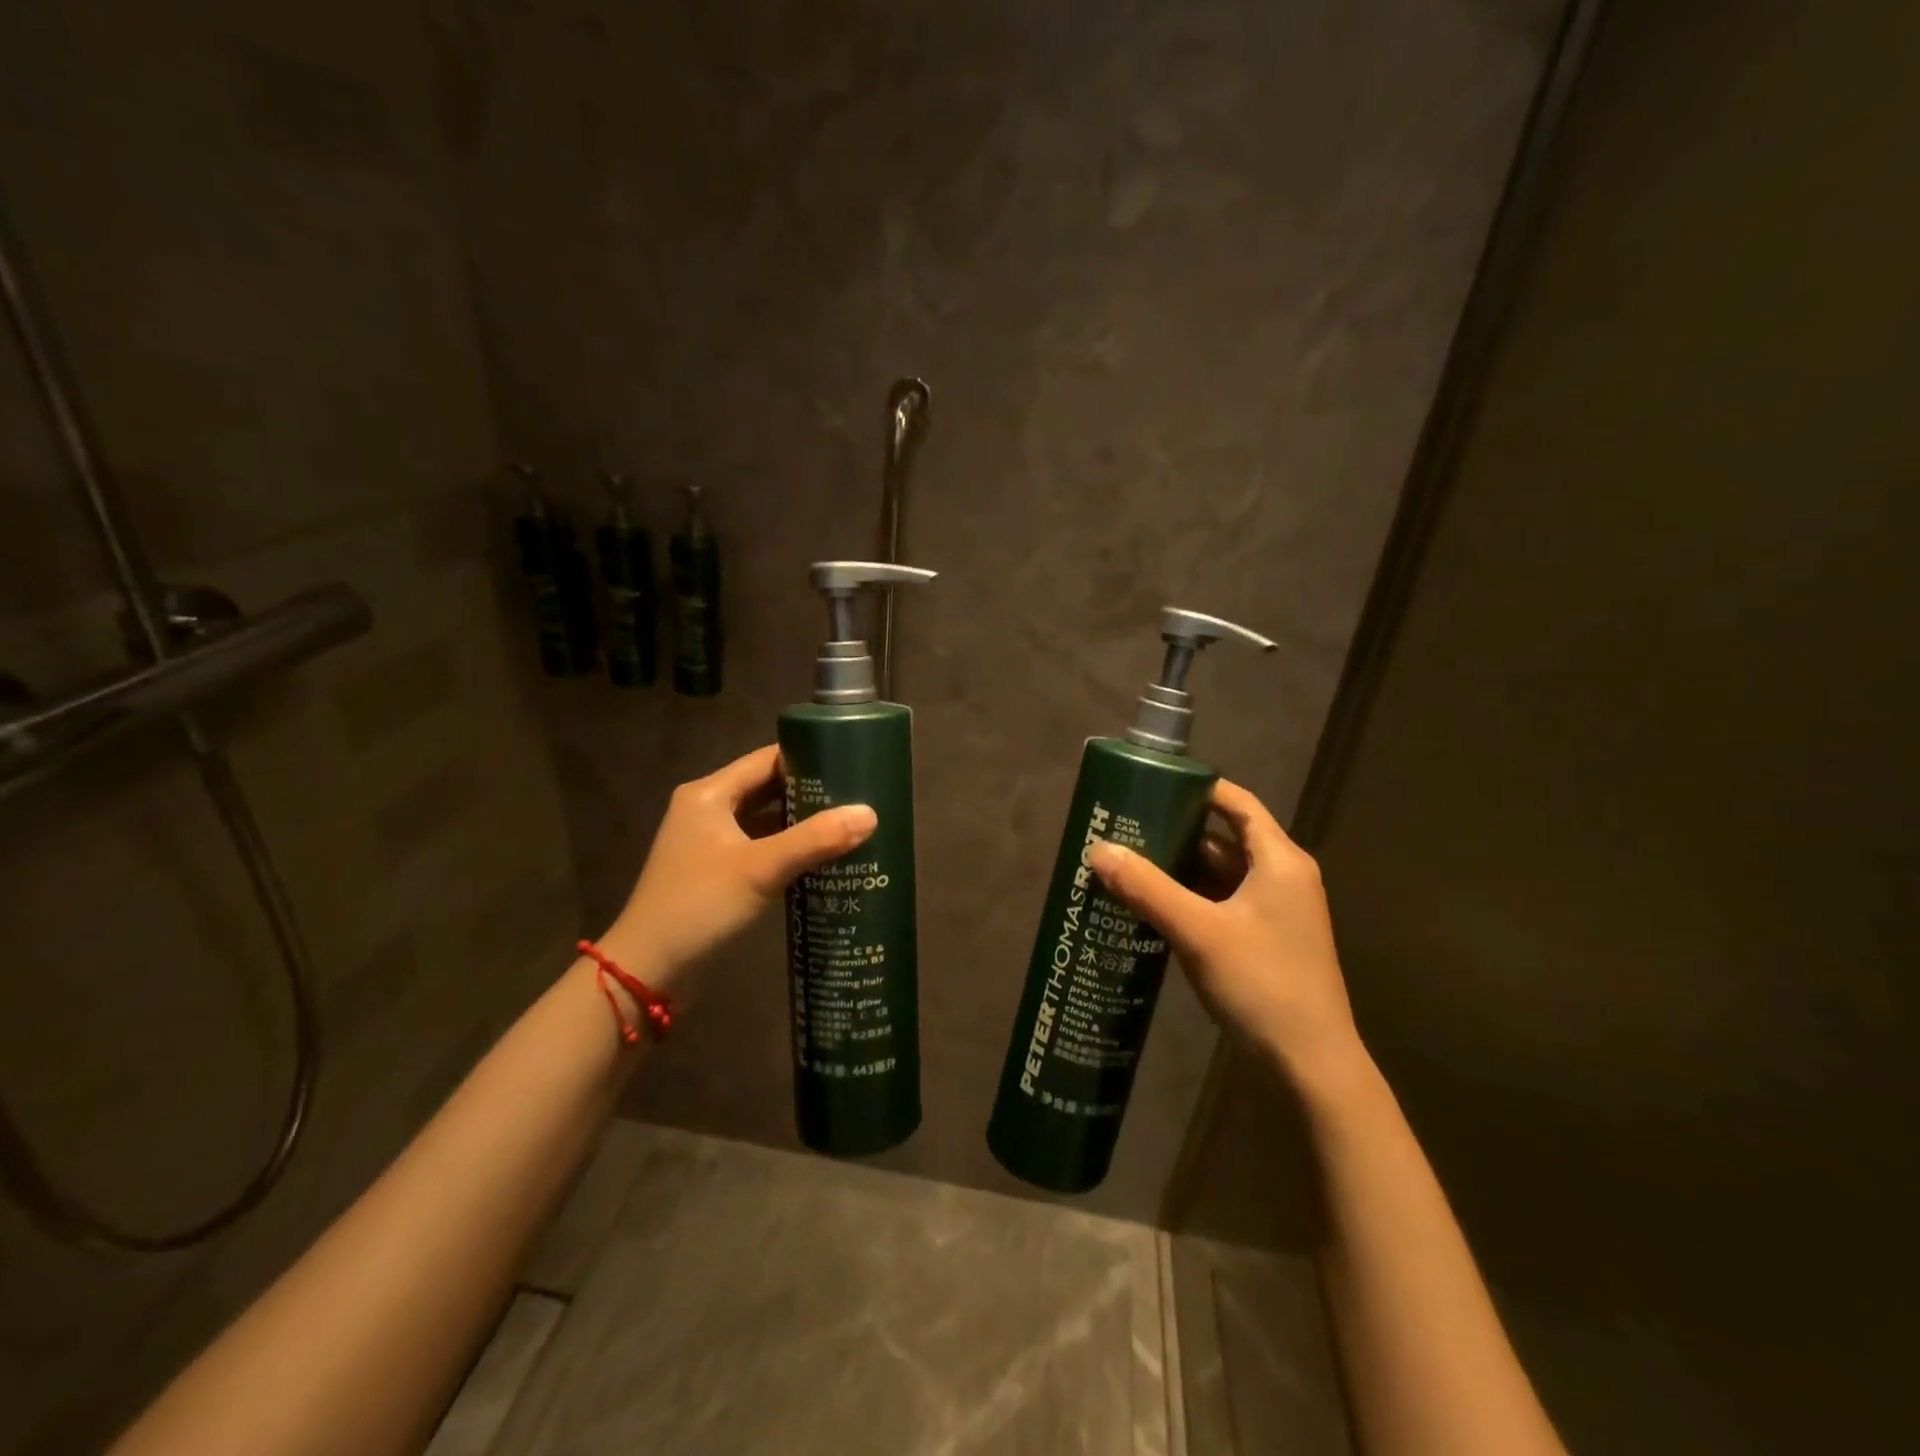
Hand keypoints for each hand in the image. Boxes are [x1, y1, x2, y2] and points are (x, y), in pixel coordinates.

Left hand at [600, 745, 875, 990]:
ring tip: (850, 822)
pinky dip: (789, 849)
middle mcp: (707, 810)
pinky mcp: (717, 872)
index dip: (808, 757)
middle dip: (811, 792)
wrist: (648, 971)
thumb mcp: (761, 869)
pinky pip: (760, 847)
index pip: (766, 760)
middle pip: (767, 788)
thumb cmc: (699, 906)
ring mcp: (711, 843)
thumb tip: (871, 813)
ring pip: (766, 820)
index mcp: (709, 795)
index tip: (851, 762)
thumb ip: (815, 839)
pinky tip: (823, 857)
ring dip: (801, 822)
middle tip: (859, 795)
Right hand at [1087, 778, 1362, 1086]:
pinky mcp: (1263, 941)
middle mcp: (1281, 878)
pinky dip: (1189, 899)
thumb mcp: (1199, 932)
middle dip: (1175, 832)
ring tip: (1127, 863)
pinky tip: (1150, 906)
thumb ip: (1147, 888)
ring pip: (1219, 875)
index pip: (1237, 803)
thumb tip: (1098, 849)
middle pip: (1223, 839)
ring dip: (1178, 869)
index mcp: (1278, 861)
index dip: (1197, 788)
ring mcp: (1274, 912)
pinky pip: (1220, 904)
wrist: (1310, 1068)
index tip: (1151, 785)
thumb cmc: (1262, 985)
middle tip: (1125, 827)